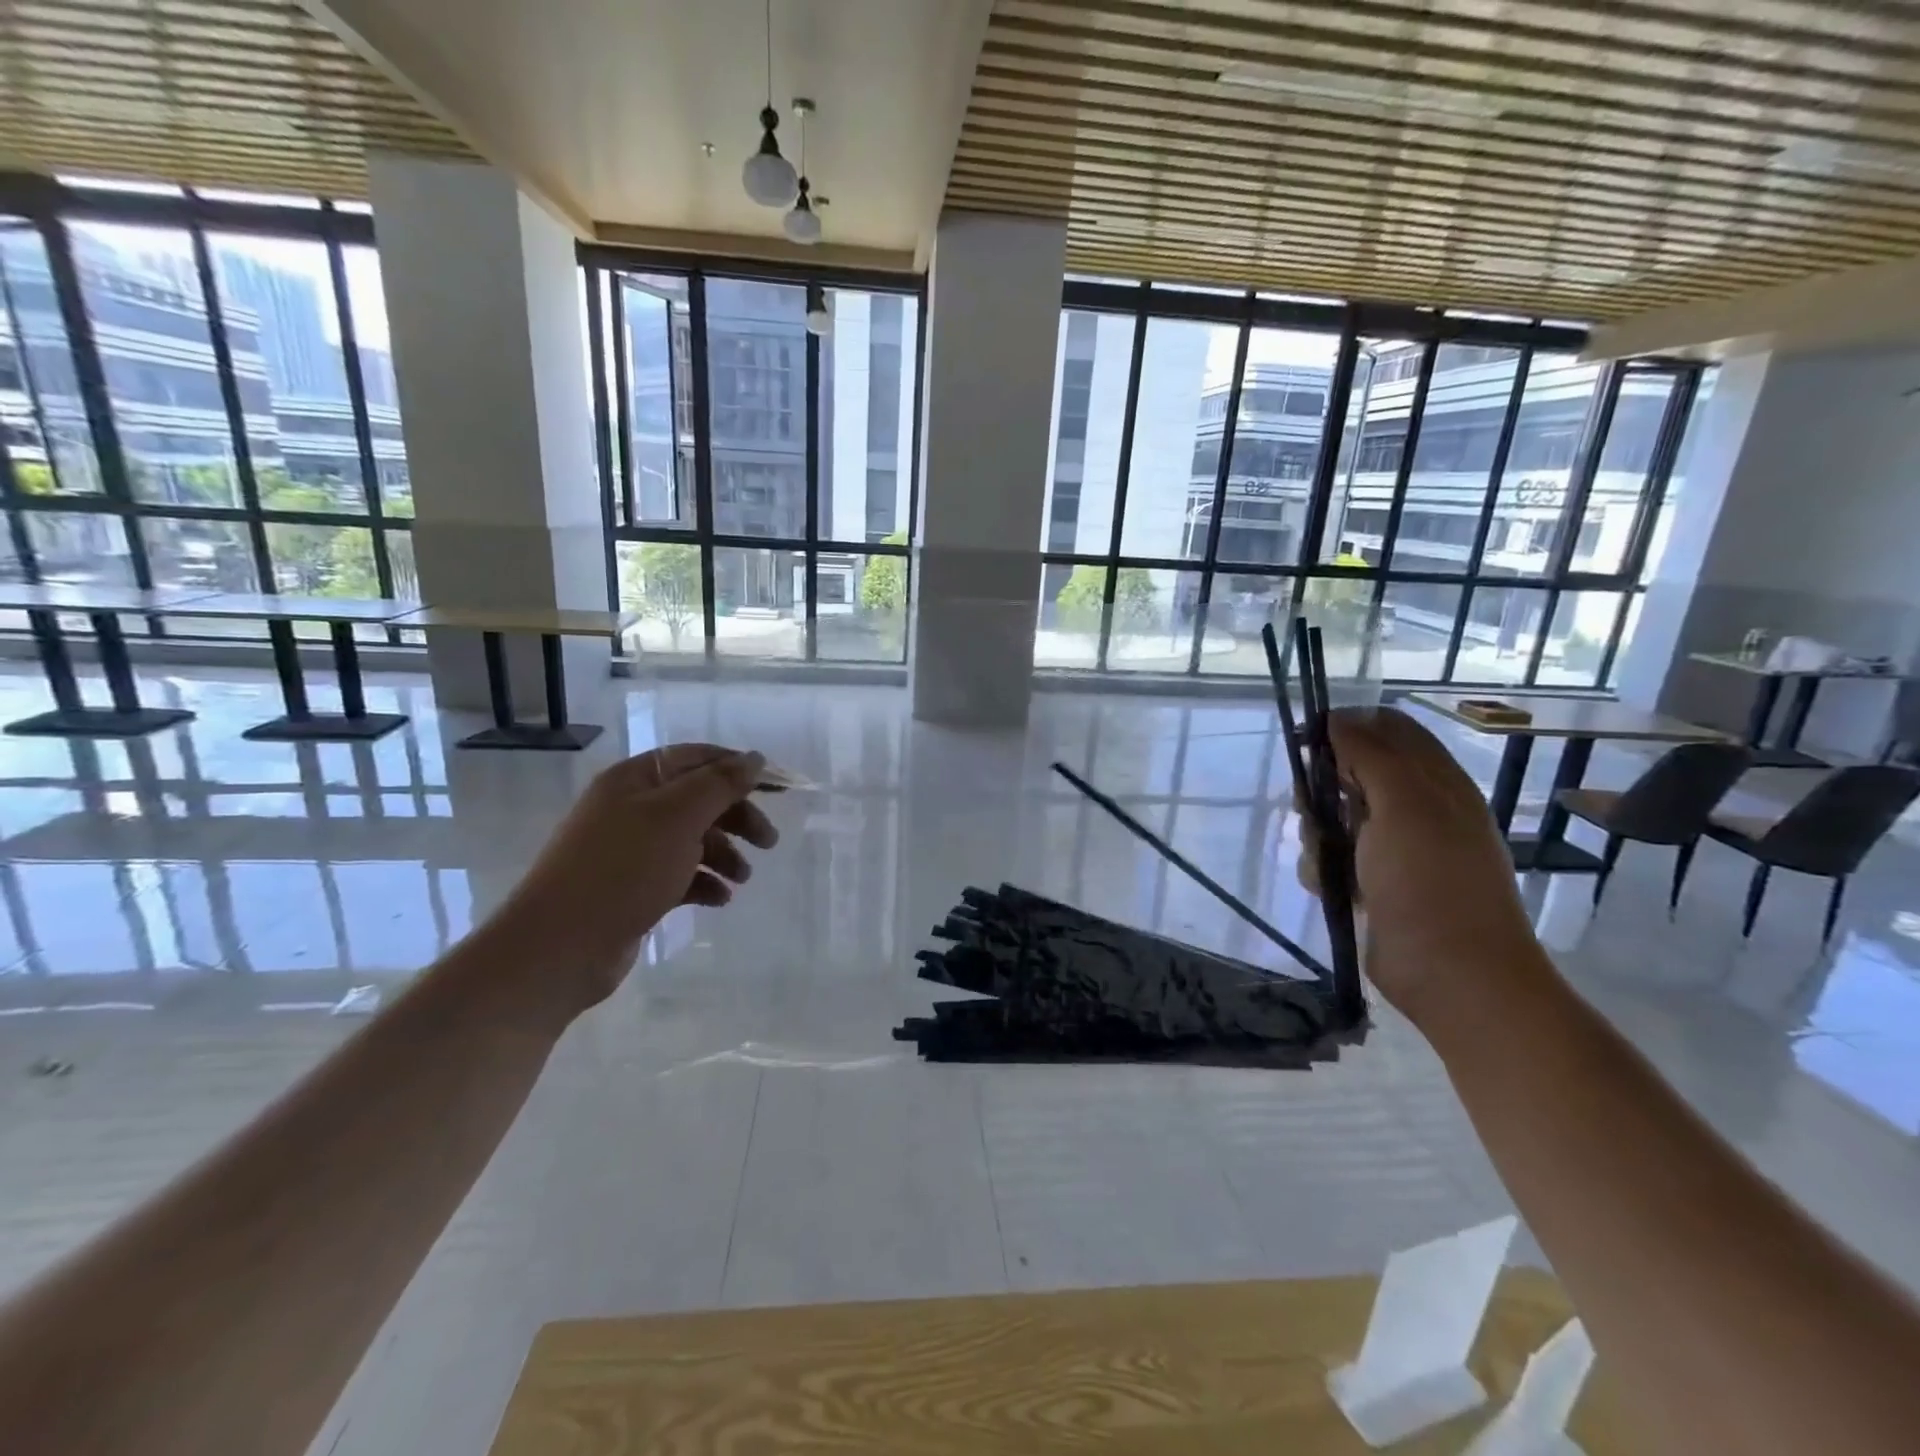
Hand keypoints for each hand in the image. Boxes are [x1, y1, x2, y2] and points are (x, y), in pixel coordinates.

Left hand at [487, 743, 778, 1017]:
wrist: (560, 946)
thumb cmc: (623, 869)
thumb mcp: (678, 817)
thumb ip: (720, 784)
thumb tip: (755, 759)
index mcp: (637, 780)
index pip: (699, 758)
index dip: (740, 769)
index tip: (780, 788)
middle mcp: (632, 807)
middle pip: (699, 800)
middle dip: (738, 817)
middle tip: (769, 842)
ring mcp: (631, 849)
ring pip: (692, 839)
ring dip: (724, 854)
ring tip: (743, 879)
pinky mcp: (633, 887)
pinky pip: (679, 874)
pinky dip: (704, 882)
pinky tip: (719, 900)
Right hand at [1299, 707, 1544, 1020]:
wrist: (1453, 975)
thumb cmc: (1431, 881)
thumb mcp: (1403, 804)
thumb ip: (1369, 754)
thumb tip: (1337, 718)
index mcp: (1435, 782)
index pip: (1388, 729)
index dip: (1346, 727)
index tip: (1305, 742)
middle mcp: (1416, 810)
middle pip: (1352, 773)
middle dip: (1323, 787)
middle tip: (1312, 807)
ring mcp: (1395, 850)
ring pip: (1335, 818)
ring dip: (1318, 832)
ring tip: (1325, 858)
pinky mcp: (1374, 884)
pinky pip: (1333, 859)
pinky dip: (1323, 868)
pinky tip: (1329, 886)